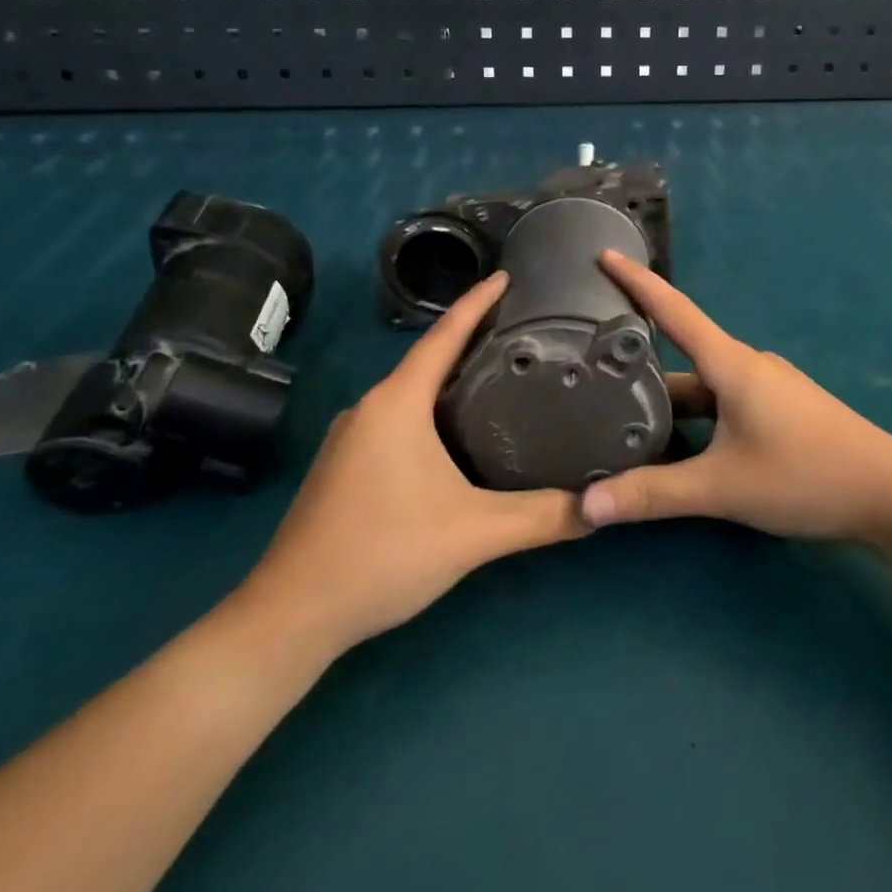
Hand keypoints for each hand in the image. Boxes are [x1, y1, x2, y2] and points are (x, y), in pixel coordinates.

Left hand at [232, 272, 585, 668]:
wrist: (292, 615)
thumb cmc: (383, 554)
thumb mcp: (474, 533)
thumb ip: (541, 517)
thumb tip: (599, 506)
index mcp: (398, 404)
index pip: (444, 336)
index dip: (478, 302)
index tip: (509, 276)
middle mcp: (370, 408)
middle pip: (428, 358)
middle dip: (472, 339)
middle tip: (523, 331)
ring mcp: (351, 437)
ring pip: (411, 391)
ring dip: (450, 377)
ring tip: (500, 375)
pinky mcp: (344, 466)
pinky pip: (397, 418)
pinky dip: (431, 409)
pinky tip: (457, 431)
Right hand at [582, 253, 891, 541]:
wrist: (891, 493)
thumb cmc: (805, 475)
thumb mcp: (723, 487)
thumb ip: (654, 495)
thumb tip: (587, 507)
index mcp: (731, 364)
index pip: (674, 310)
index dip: (637, 281)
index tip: (604, 253)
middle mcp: (747, 366)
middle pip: (684, 354)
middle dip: (640, 359)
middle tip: (591, 363)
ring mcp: (768, 388)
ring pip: (704, 384)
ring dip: (668, 397)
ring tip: (621, 413)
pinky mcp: (781, 410)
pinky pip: (725, 401)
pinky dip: (696, 415)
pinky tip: (679, 443)